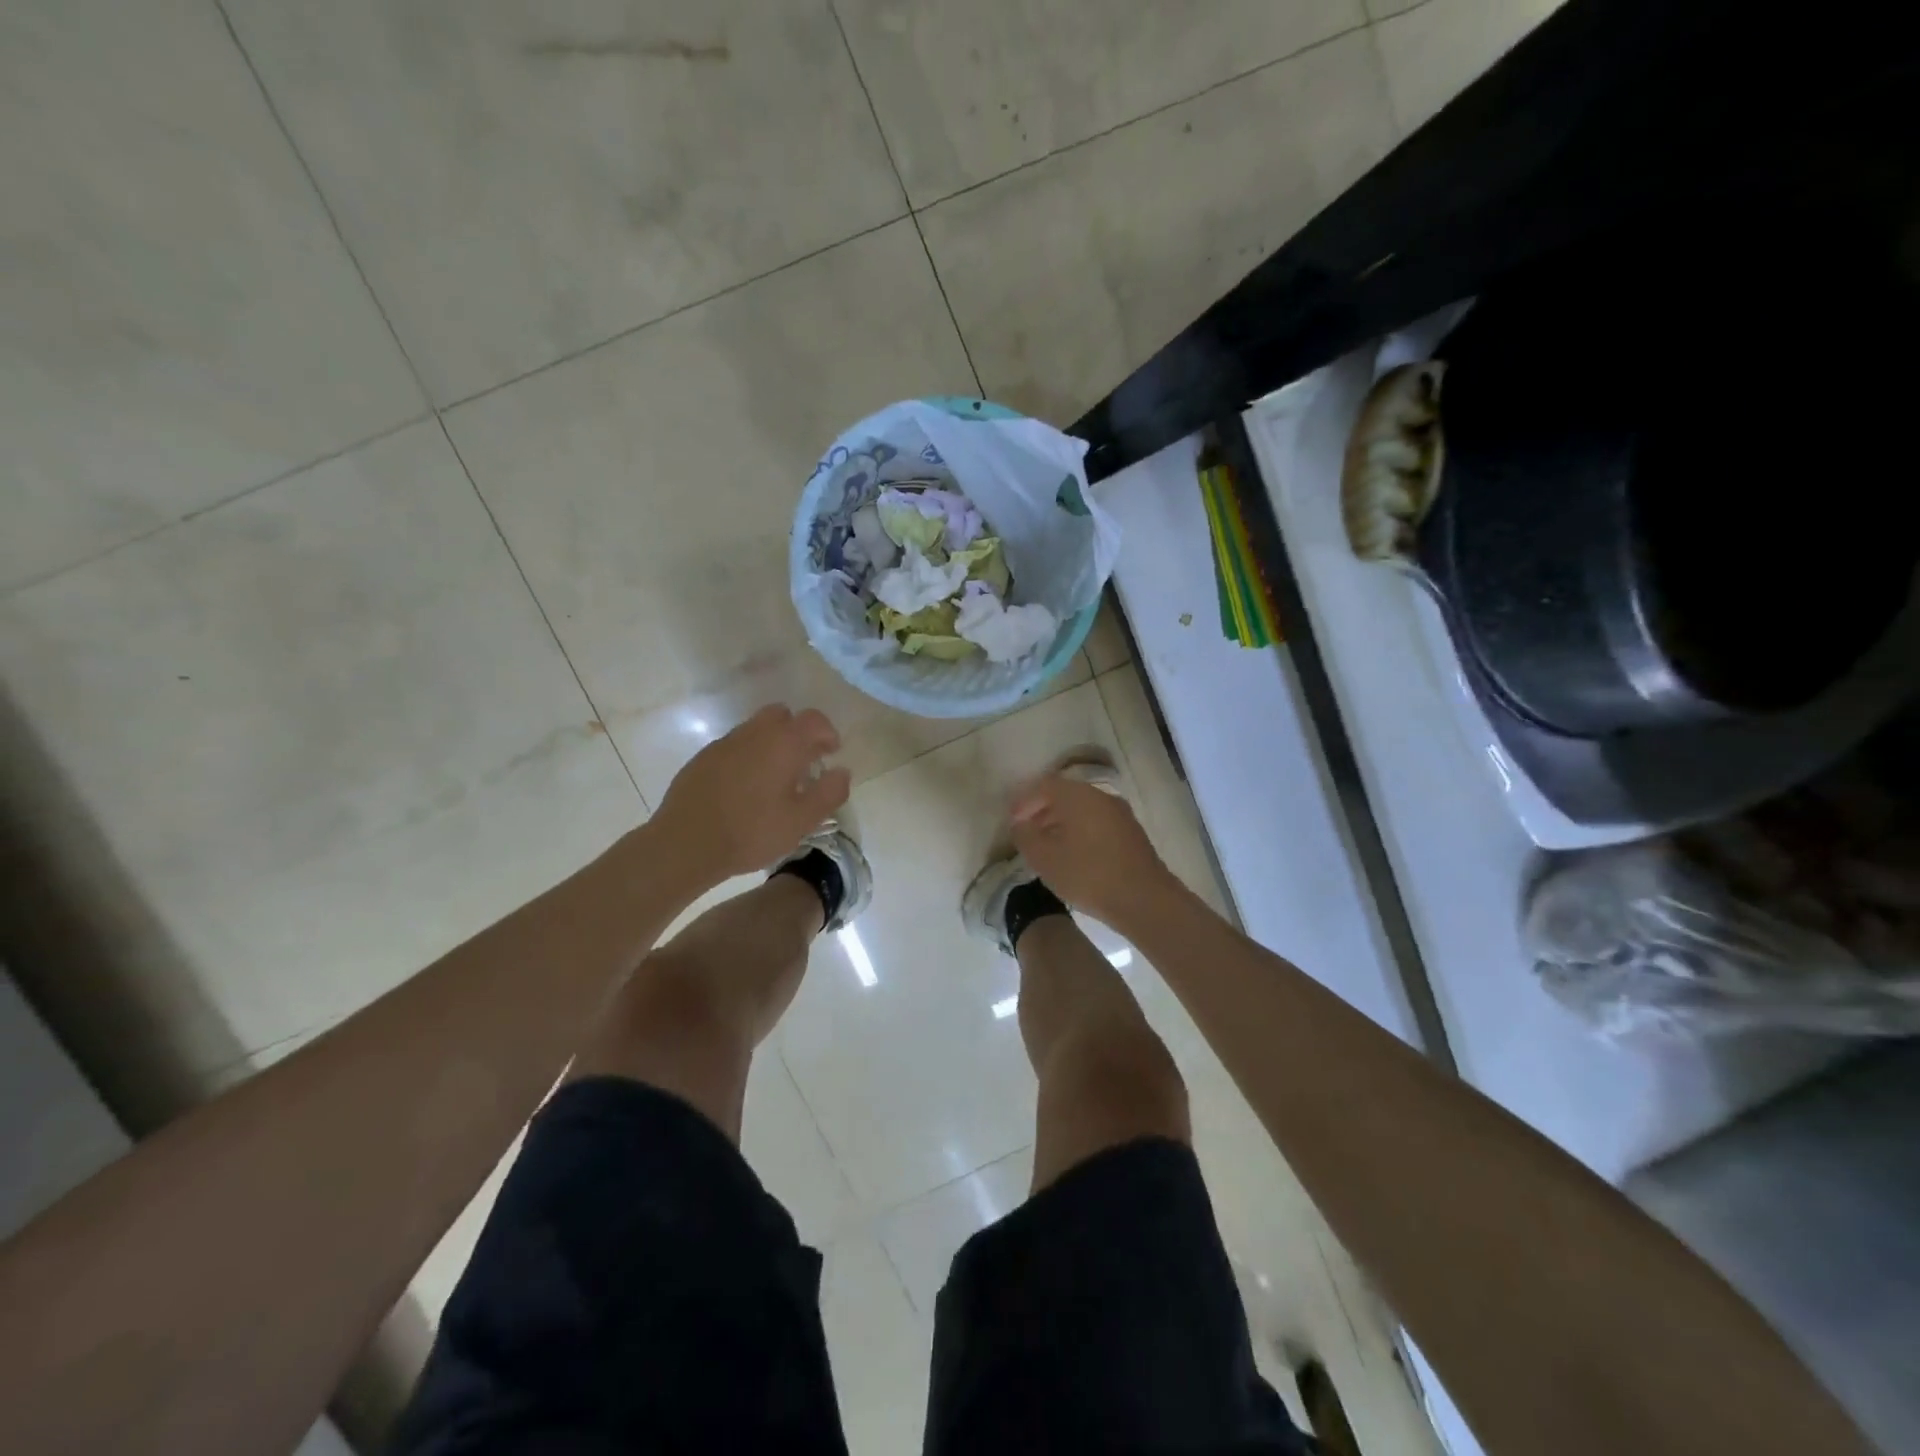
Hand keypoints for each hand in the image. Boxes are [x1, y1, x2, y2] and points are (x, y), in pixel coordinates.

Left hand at [653, 705, 850, 887]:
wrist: (686, 844)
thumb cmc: (752, 832)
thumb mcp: (802, 820)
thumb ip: (829, 792)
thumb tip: (842, 772)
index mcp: (783, 743)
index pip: (814, 720)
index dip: (828, 733)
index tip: (831, 754)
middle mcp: (754, 733)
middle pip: (782, 715)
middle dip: (798, 732)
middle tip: (804, 762)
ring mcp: (725, 743)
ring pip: (756, 729)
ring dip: (772, 744)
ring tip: (776, 778)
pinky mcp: (703, 758)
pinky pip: (734, 746)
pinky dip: (748, 757)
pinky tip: (746, 788)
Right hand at [1010, 772, 1171, 927]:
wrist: (1144, 899)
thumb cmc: (1088, 875)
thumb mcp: (1044, 858)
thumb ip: (1025, 836)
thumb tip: (1020, 824)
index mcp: (1078, 796)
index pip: (1044, 785)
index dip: (1024, 801)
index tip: (1012, 820)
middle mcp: (1100, 796)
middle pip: (1065, 795)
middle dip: (1042, 810)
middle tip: (1027, 831)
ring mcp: (1120, 813)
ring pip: (1083, 809)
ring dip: (1062, 822)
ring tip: (1047, 846)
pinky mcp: (1132, 832)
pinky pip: (1098, 822)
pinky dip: (1080, 831)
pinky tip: (1074, 854)